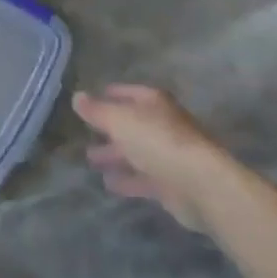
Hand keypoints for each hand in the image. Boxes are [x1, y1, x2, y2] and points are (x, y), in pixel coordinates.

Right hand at [73, 83, 228, 230]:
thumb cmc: (157, 141)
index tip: (90, 101)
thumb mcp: (119, 120)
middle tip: (84, 135)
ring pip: (136, 151)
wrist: (199, 183)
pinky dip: (126, 179)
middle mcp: (163, 124)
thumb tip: (77, 96)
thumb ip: (97, 110)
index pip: (128, 93)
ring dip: (115, 155)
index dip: (110, 95)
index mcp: (154, 103)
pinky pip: (142, 178)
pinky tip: (108, 184)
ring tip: (91, 161)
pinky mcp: (170, 183)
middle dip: (109, 129)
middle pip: (132, 124)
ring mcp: (168, 154)